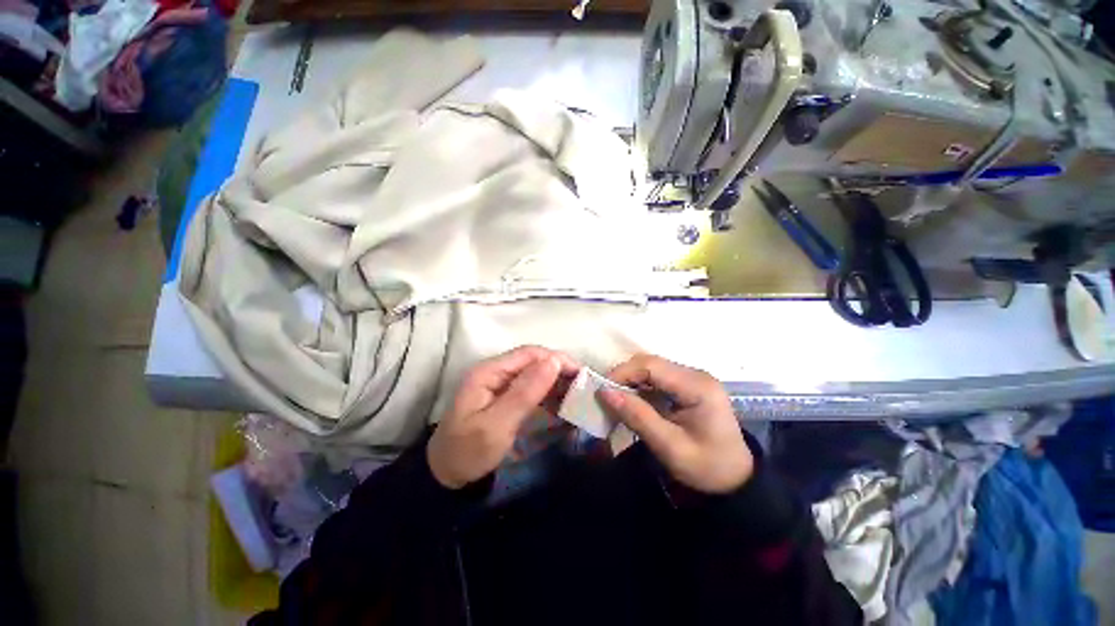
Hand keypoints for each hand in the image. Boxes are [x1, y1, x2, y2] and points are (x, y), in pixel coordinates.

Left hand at [428, 346, 578, 488]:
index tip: (581, 373)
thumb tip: (554, 361)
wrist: (446, 477)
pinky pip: (531, 387)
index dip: (557, 359)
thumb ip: (525, 392)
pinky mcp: (504, 396)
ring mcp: (499, 383)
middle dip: (559, 370)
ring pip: (534, 373)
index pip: (529, 354)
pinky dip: (548, 392)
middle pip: (533, 361)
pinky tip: (562, 402)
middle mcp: (494, 371)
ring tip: (578, 394)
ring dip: (556, 381)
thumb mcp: (497, 425)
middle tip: (584, 386)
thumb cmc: (468, 452)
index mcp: (488, 371)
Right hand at [599, 354, 752, 493]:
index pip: (651, 365)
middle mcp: (695, 374)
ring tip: (616, 401)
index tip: (602, 391)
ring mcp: (692, 378)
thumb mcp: (669, 447)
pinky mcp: (687, 385)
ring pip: (650, 368)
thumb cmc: (706, 467)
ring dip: (630, 381)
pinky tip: (632, 402)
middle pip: (650, 363)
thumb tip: (605, 392)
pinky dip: (640, 387)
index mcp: (697, 386)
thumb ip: (637, 417)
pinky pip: (656, 378)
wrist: (735, 479)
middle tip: (606, 397)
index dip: (623, 373)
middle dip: (624, 377)